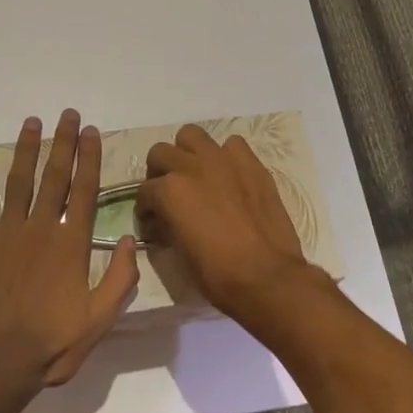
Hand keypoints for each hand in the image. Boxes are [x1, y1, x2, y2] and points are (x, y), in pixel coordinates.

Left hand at [0, 109, 139, 392]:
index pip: (84, 190)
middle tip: (68, 114)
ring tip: (32, 122)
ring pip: (18, 181)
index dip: (89, 158)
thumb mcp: (99, 320)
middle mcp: (40, 228)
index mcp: (70, 244)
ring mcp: (5, 232)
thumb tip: (131, 240)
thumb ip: (119, 279)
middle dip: (63, 142)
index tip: (92, 132)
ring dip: (26, 149)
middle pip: (54, 176)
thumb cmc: (51, 343)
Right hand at [136, 125, 312, 320]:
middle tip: (168, 193)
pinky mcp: (250, 163)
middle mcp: (191, 167)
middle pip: (161, 153)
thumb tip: (164, 219)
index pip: (145, 191)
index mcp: (169, 191)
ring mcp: (222, 160)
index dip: (146, 208)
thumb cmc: (217, 274)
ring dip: (187, 153)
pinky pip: (231, 145)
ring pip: (192, 135)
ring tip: (195, 174)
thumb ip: (167, 224)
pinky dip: (225, 156)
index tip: (152, 221)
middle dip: (159, 172)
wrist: (267, 276)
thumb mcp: (178, 252)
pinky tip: (228, 176)